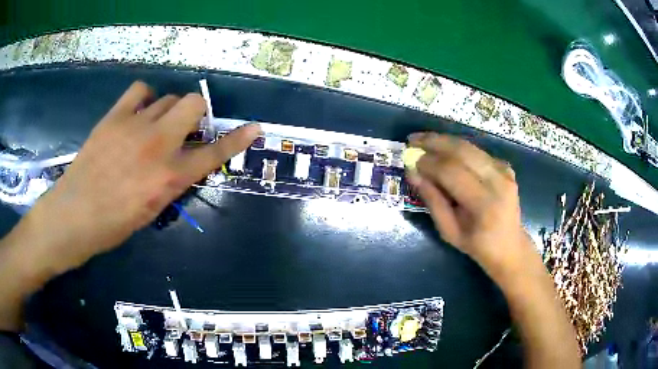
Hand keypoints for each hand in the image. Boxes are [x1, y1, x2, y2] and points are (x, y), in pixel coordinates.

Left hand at [22, 81, 260, 273]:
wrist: (74, 215)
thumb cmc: (113, 225)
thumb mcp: (151, 211)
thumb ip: (170, 181)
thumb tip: (179, 162)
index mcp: (170, 178)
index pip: (213, 153)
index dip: (236, 140)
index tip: (253, 128)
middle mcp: (158, 145)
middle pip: (192, 104)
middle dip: (195, 114)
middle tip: (184, 129)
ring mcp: (136, 126)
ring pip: (168, 97)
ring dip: (169, 109)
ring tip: (155, 124)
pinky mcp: (115, 117)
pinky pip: (139, 91)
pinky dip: (144, 98)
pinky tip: (138, 112)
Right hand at [407, 132, 533, 282]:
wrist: (510, 245)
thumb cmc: (477, 245)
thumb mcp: (449, 231)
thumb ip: (432, 201)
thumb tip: (413, 173)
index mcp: (484, 204)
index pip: (452, 172)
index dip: (429, 163)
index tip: (409, 159)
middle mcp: (497, 181)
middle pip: (462, 151)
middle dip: (434, 142)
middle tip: (412, 140)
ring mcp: (504, 171)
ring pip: (469, 146)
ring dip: (444, 140)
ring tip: (423, 140)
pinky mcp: (505, 166)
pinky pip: (476, 151)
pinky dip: (457, 148)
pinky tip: (443, 150)